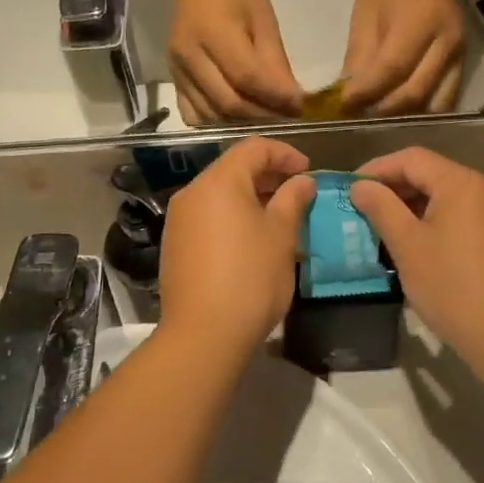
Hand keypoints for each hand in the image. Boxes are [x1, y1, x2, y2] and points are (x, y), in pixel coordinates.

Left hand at [159, 138, 315, 354]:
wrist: (203, 334)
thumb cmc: (250, 278)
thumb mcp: (282, 236)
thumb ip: (293, 200)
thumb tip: (302, 181)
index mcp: (219, 182)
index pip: (254, 148)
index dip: (285, 154)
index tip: (308, 172)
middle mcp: (192, 192)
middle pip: (233, 168)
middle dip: (268, 175)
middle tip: (298, 194)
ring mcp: (179, 219)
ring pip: (220, 194)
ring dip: (251, 197)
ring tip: (280, 217)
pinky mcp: (175, 244)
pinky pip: (208, 216)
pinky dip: (232, 216)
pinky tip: (252, 240)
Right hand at [170, 0, 303, 123]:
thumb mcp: (263, 17)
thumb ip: (275, 61)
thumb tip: (293, 100)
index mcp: (214, 32)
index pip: (247, 77)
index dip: (276, 97)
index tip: (300, 106)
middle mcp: (189, 55)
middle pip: (228, 102)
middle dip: (262, 115)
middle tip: (287, 116)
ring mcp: (177, 70)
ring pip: (211, 114)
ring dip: (242, 123)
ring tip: (266, 117)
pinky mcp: (172, 78)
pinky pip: (193, 114)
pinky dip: (217, 122)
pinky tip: (235, 115)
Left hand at [340, 0, 465, 115]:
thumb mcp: (365, 14)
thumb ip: (359, 55)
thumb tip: (348, 95)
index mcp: (420, 22)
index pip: (393, 68)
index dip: (367, 91)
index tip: (343, 105)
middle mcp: (446, 43)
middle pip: (415, 92)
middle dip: (383, 110)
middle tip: (358, 115)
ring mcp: (459, 56)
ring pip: (435, 104)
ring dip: (405, 116)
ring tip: (378, 117)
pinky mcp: (463, 65)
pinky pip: (446, 100)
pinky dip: (423, 112)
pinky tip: (400, 111)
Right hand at [348, 147, 483, 365]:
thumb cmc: (452, 286)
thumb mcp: (407, 245)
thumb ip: (381, 208)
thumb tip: (360, 185)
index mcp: (461, 182)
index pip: (411, 158)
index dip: (376, 169)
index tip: (349, 190)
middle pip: (430, 174)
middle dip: (392, 189)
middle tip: (361, 211)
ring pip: (444, 197)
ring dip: (411, 208)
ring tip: (382, 231)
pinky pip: (460, 217)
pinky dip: (432, 223)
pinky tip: (414, 248)